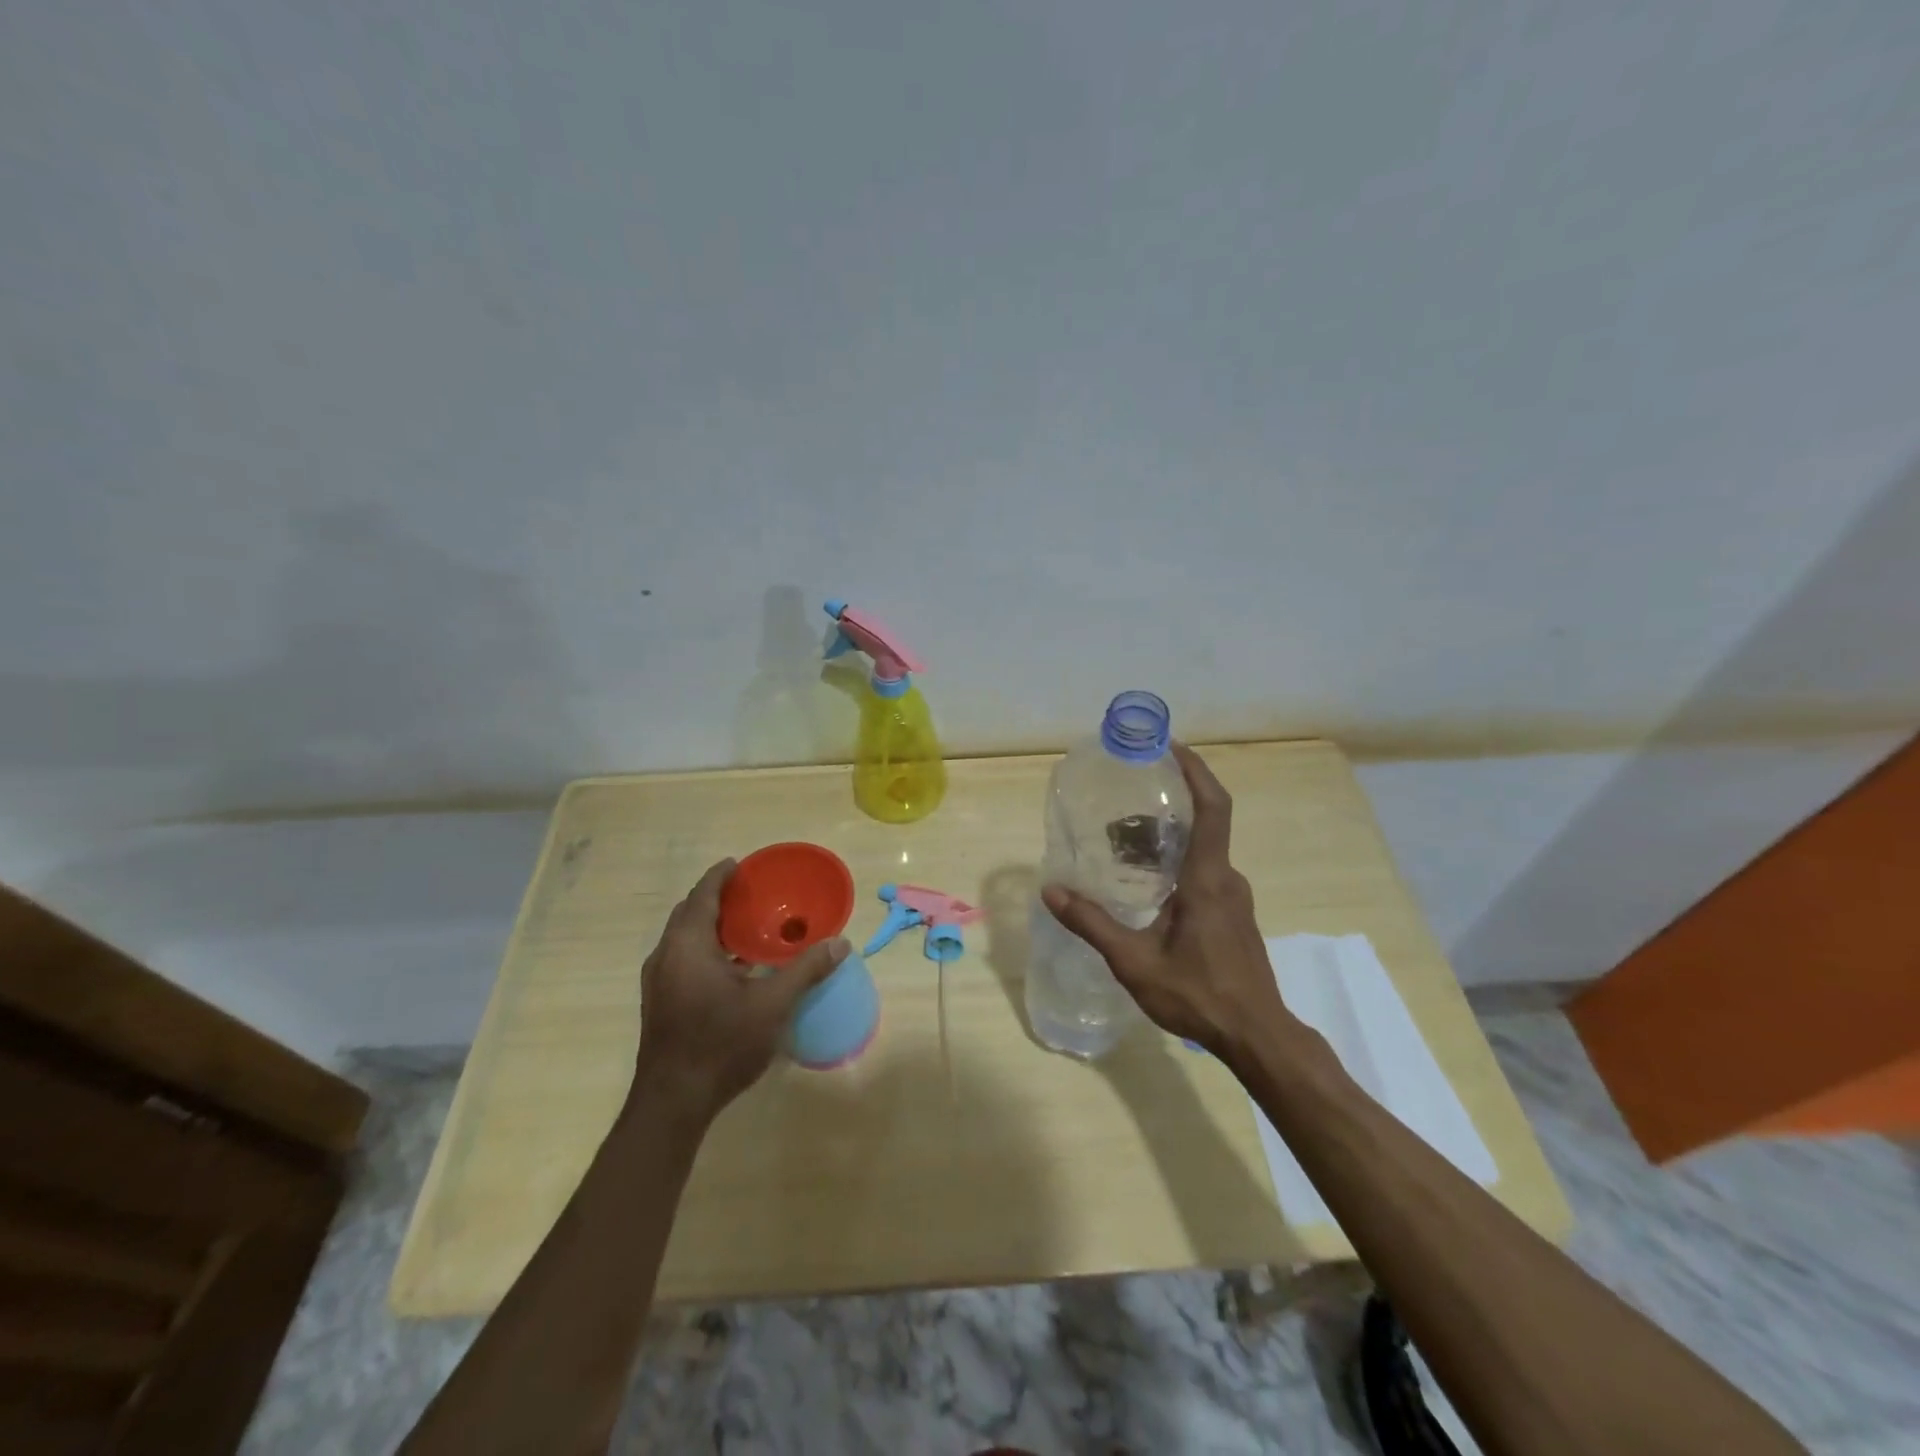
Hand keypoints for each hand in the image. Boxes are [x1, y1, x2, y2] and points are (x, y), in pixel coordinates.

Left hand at [631, 860, 848, 1123]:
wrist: (673, 1103)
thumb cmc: (721, 1044)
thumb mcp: (772, 1005)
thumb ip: (806, 970)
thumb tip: (840, 943)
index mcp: (688, 945)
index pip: (702, 895)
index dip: (720, 876)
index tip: (740, 864)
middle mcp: (666, 955)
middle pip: (689, 913)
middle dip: (716, 899)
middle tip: (751, 894)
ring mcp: (658, 981)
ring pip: (684, 938)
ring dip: (711, 926)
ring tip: (747, 926)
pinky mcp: (660, 1002)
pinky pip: (682, 958)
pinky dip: (706, 949)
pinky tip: (734, 967)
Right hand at [1041, 743, 1294, 1058]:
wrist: (1257, 1036)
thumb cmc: (1198, 995)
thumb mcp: (1134, 962)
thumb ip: (1092, 924)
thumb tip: (1052, 891)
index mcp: (1208, 878)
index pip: (1213, 808)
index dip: (1196, 771)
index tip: (1171, 747)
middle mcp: (1227, 879)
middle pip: (1205, 823)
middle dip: (1170, 803)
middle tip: (1127, 798)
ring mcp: (1236, 899)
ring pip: (1204, 851)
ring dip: (1171, 836)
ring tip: (1126, 841)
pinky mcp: (1235, 916)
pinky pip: (1207, 873)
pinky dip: (1179, 861)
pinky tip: (1149, 885)